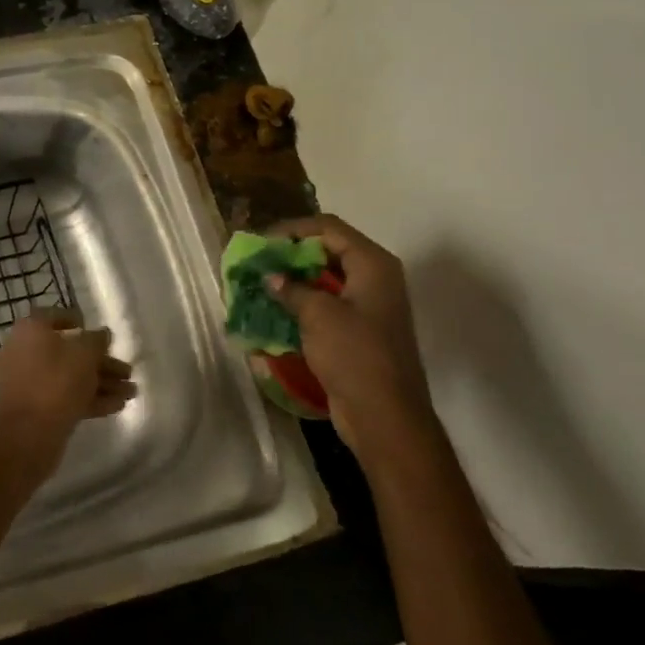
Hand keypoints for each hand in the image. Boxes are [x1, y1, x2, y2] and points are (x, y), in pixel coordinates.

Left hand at [0, 309, 134, 478]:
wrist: (27, 435)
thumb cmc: (56, 382)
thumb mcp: (84, 354)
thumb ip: (97, 340)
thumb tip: (102, 334)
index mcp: (31, 330)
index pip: (56, 317)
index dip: (80, 322)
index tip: (101, 334)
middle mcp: (26, 351)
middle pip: (68, 351)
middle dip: (101, 362)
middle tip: (128, 372)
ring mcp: (30, 382)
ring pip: (70, 376)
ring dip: (101, 382)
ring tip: (131, 392)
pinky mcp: (36, 408)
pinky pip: (65, 396)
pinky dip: (90, 399)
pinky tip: (117, 406)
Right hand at [265, 215, 434, 457]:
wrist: (385, 417)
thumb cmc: (354, 356)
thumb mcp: (318, 315)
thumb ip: (292, 288)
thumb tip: (271, 277)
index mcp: (373, 264)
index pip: (328, 228)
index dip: (293, 229)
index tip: (261, 242)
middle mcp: (376, 278)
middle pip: (329, 250)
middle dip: (292, 254)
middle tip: (259, 261)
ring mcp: (370, 305)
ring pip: (327, 278)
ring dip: (295, 279)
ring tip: (262, 283)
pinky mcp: (361, 330)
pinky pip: (328, 304)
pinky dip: (304, 302)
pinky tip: (277, 310)